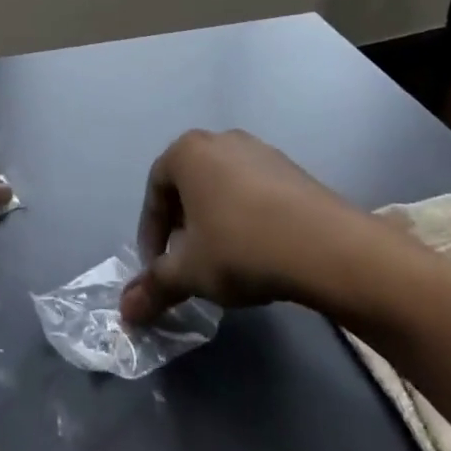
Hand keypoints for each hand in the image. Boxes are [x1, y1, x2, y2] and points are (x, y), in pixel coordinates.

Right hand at [120, 129, 347, 324]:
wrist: (326, 245)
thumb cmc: (241, 247)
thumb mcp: (190, 272)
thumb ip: (153, 287)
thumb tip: (124, 311)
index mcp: (187, 152)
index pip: (154, 191)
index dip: (150, 233)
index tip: (158, 266)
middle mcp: (220, 139)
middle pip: (188, 184)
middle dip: (181, 224)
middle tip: (186, 261)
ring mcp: (259, 150)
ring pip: (221, 186)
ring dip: (214, 220)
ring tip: (223, 259)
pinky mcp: (291, 168)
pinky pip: (254, 190)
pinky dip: (245, 216)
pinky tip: (258, 249)